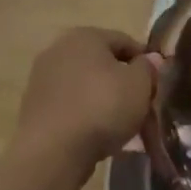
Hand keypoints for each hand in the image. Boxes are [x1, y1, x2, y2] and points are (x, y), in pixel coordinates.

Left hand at [13, 28, 159, 180]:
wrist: (51, 154)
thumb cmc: (102, 107)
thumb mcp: (139, 84)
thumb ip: (148, 67)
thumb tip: (150, 60)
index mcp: (85, 35)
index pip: (126, 42)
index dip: (146, 63)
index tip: (157, 86)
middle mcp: (59, 50)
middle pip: (104, 65)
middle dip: (125, 85)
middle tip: (142, 108)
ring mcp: (42, 80)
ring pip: (87, 88)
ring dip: (106, 103)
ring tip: (123, 128)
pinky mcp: (33, 109)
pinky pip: (71, 107)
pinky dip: (86, 117)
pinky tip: (99, 137)